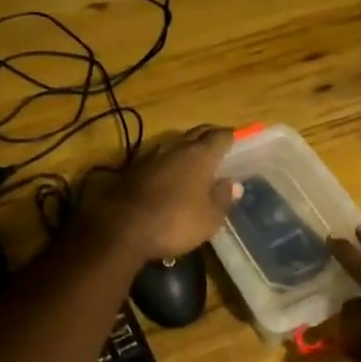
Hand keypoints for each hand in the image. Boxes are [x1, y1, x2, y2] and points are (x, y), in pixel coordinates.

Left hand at [85, 126, 240, 260]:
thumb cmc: (175, 222)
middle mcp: (177, 147)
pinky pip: (158, 157)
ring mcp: (153, 155)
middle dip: (210, 136)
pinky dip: (168, 161)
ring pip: (176, 142)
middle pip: (198, 132)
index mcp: (200, 154)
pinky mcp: (134, 168)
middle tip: (219, 147)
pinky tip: (169, 174)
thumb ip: (223, 198)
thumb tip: (234, 184)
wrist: (122, 229)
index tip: (238, 141)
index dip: (231, 137)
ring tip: (195, 160)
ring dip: (187, 147)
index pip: (221, 136)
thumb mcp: (209, 218)